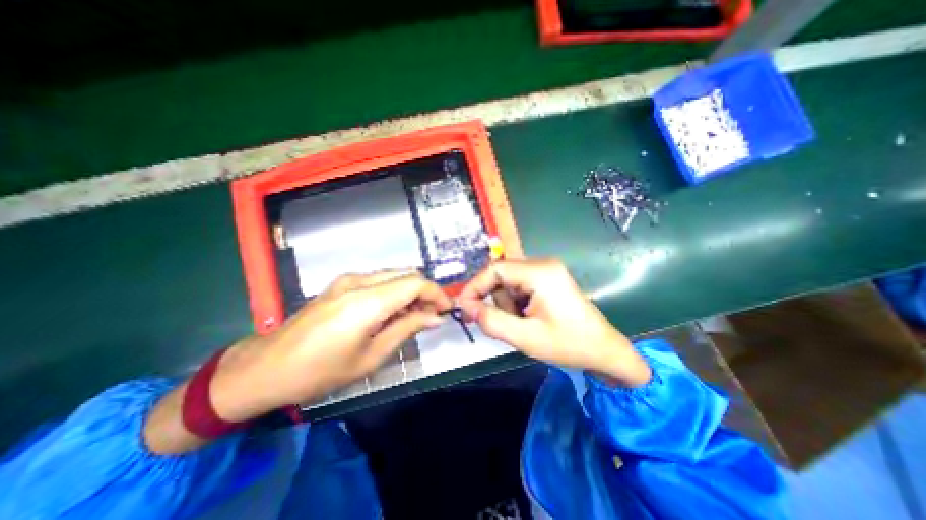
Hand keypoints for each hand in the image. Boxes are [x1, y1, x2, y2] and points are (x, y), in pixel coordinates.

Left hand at [211, 272, 455, 422]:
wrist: (266, 367)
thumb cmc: (321, 371)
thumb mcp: (371, 356)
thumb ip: (407, 329)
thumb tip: (435, 317)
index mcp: (367, 301)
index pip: (415, 283)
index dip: (436, 293)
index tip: (446, 309)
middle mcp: (359, 281)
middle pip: (406, 274)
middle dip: (425, 292)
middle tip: (431, 315)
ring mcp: (347, 279)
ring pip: (393, 275)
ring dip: (409, 291)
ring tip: (413, 316)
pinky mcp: (340, 283)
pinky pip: (378, 280)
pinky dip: (392, 291)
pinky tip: (390, 312)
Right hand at [458, 257, 645, 386]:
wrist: (605, 351)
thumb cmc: (568, 345)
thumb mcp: (525, 337)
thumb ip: (491, 321)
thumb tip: (466, 306)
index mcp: (539, 272)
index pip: (494, 269)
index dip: (475, 286)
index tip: (464, 308)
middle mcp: (542, 264)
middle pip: (501, 275)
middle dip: (496, 301)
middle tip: (502, 325)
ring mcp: (547, 270)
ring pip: (509, 282)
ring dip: (508, 304)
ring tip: (523, 325)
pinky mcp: (548, 278)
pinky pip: (519, 286)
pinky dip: (516, 303)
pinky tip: (529, 319)